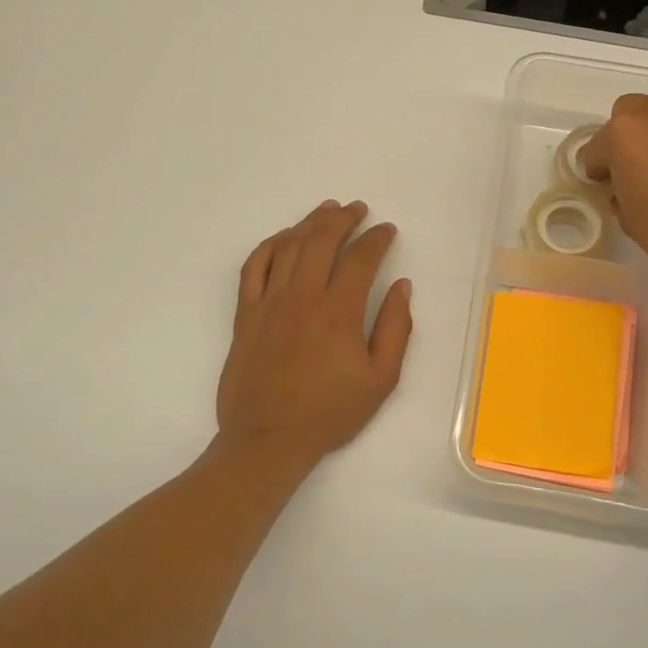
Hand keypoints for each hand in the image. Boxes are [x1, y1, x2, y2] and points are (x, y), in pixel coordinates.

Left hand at [217, 200, 413, 463]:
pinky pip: (254, 266)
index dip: (377, 239)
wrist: (268, 439)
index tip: (387, 230)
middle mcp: (302, 297)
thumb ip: (395, 329)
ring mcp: (269, 302)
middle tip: (357, 209)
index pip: (361, 259)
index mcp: (339, 312)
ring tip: (326, 211)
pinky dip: (271, 245)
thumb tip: (403, 287)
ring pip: (289, 247)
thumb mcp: (381, 379)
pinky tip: (284, 238)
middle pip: (321, 240)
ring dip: (309, 223)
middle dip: (343, 219)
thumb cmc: (330, 412)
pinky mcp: (245, 314)